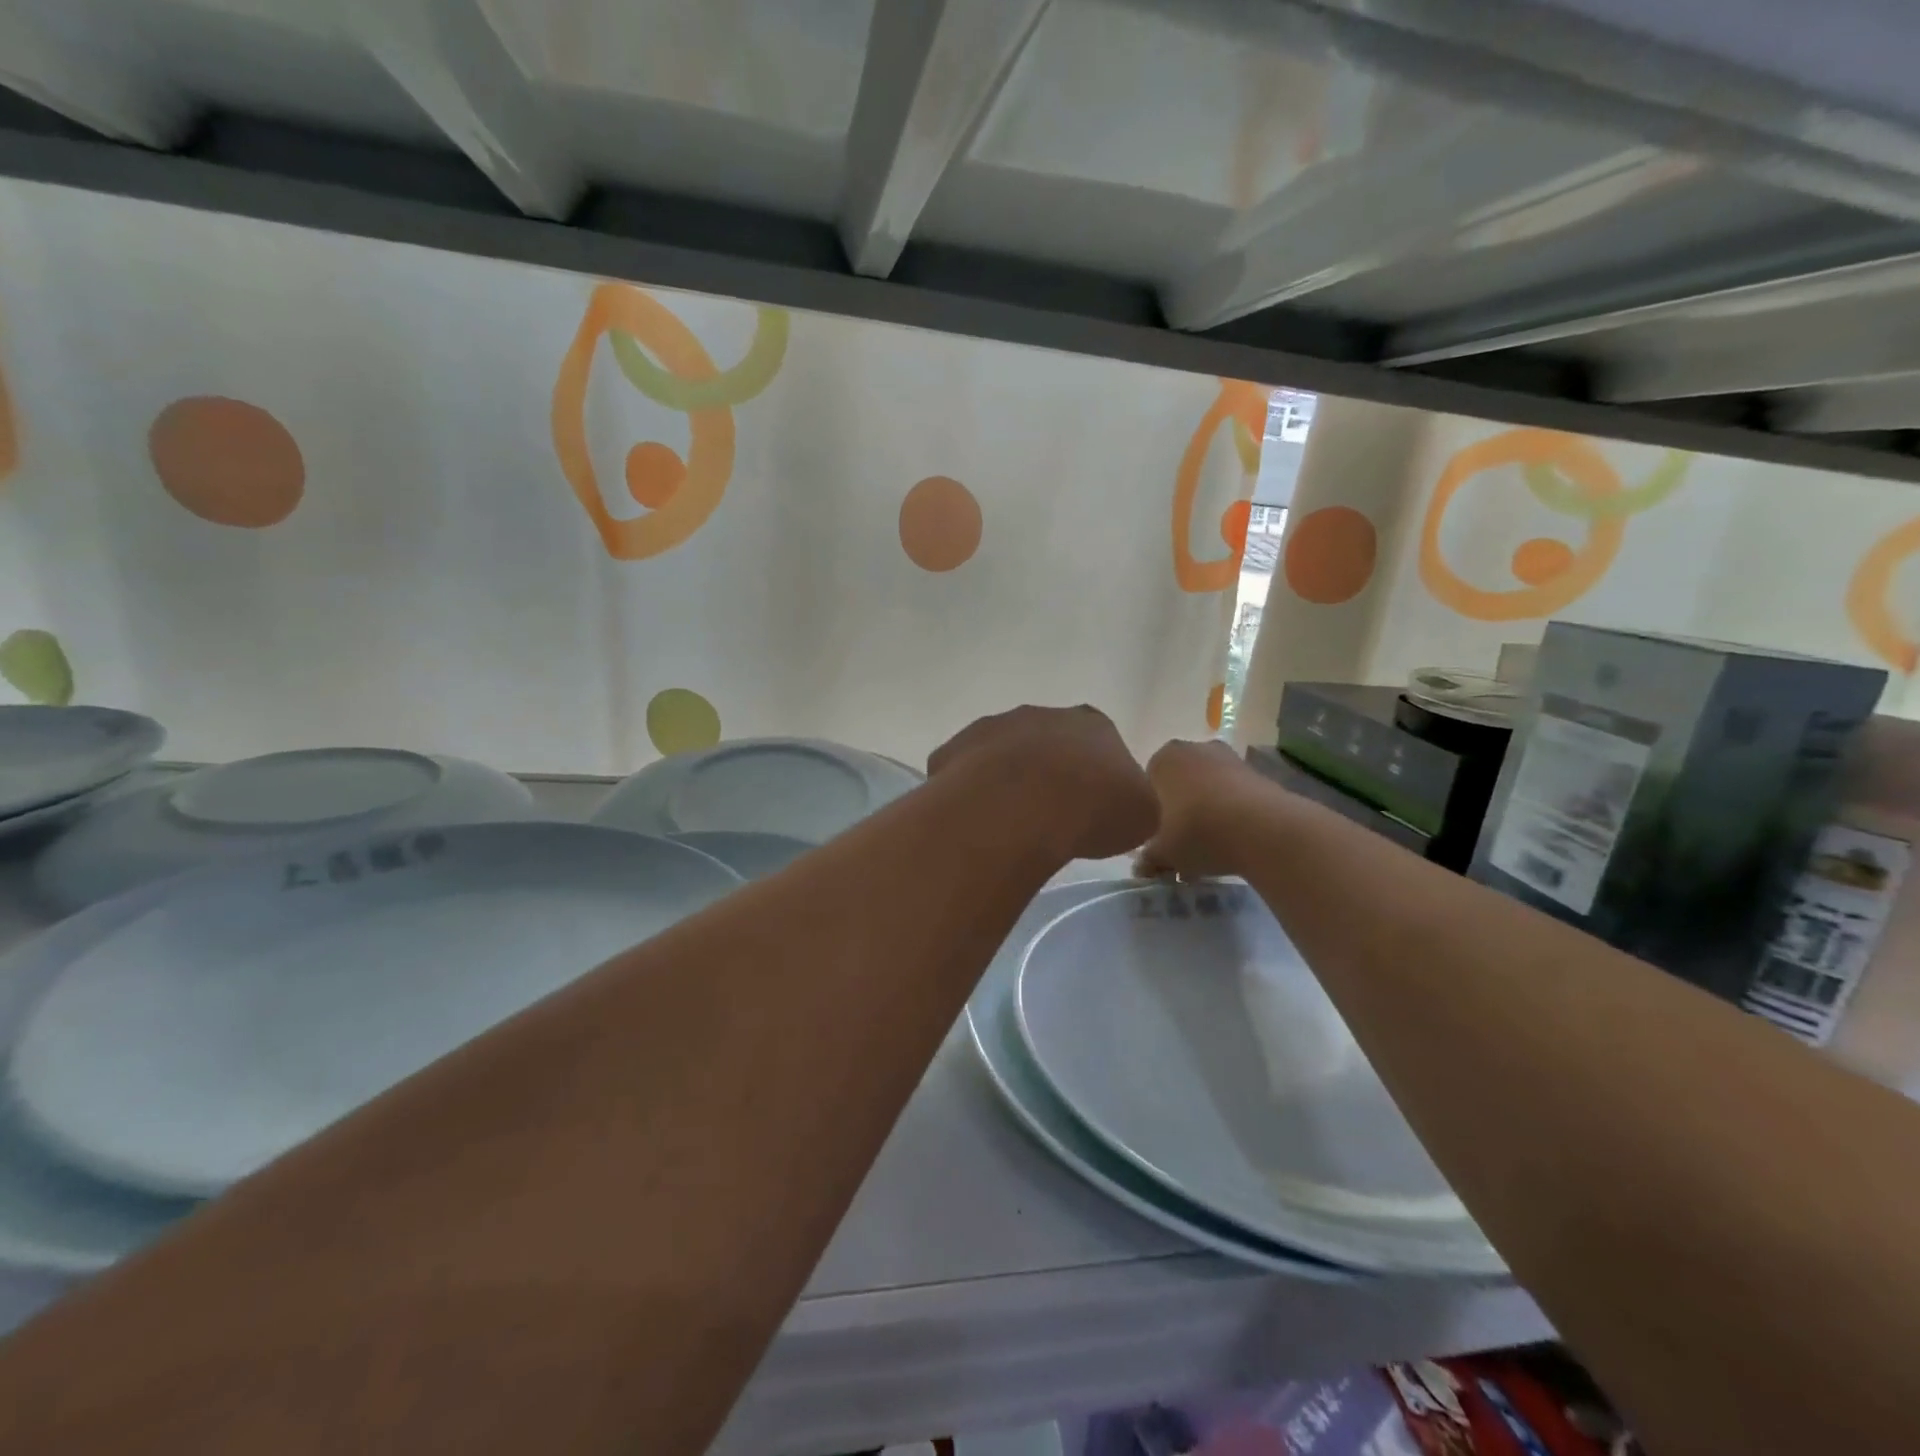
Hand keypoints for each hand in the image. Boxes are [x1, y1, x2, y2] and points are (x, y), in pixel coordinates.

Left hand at [929, 705, 1157, 861]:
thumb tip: (1120, 809)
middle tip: (1051, 818)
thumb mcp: (1141, 815)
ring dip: (1007, 782)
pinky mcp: (953, 751)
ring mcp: (992, 728)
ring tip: (1011, 825)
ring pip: (1002, 756)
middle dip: (1048, 776)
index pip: (1099, 745)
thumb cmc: (1092, 810)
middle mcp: (1040, 716)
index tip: (1093, 809)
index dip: (1097, 778)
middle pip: (1047, 745)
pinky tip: (977, 824)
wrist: (1018, 809)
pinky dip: (970, 795)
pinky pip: (964, 775)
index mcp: (1092, 724)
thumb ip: (1133, 803)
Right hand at [1134, 739, 1265, 879]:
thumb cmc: (1198, 831)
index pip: (1149, 784)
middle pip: (1181, 783)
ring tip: (1212, 847)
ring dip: (1208, 811)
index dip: (1153, 813)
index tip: (1159, 837)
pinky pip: (1235, 794)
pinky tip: (1235, 841)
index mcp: (1163, 759)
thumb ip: (1149, 857)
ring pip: (1209, 788)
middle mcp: (1194, 748)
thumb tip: (1143, 867)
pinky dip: (1233, 813)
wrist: (1264, 829)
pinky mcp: (1258, 773)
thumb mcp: (1164, 853)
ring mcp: (1229, 758)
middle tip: (1183, 843)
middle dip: (1181, 809)